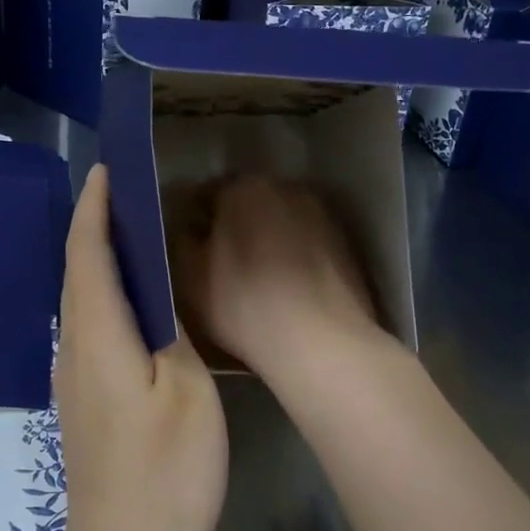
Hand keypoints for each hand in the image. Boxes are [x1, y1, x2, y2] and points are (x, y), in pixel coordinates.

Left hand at [54, 165, 227, 530]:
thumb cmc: (166, 475)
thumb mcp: (186, 392)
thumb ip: (170, 332)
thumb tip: (157, 293)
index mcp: (97, 337)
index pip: (87, 254)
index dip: (94, 209)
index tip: (106, 170)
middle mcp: (73, 350)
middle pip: (76, 272)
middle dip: (94, 226)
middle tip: (127, 192)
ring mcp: (73, 380)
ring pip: (80, 301)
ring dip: (99, 260)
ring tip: (134, 233)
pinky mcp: (83, 403)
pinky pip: (89, 327)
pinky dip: (105, 295)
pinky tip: (134, 300)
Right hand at [174, 174, 387, 382]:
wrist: (322, 343)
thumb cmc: (244, 304)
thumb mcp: (190, 276)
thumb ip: (183, 241)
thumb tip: (191, 229)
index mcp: (244, 187)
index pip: (205, 193)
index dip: (192, 221)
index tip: (188, 247)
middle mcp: (287, 189)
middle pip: (247, 203)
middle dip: (231, 226)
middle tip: (217, 263)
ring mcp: (322, 215)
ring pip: (279, 223)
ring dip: (265, 240)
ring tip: (254, 279)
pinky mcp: (346, 245)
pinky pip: (305, 245)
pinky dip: (293, 257)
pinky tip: (285, 290)